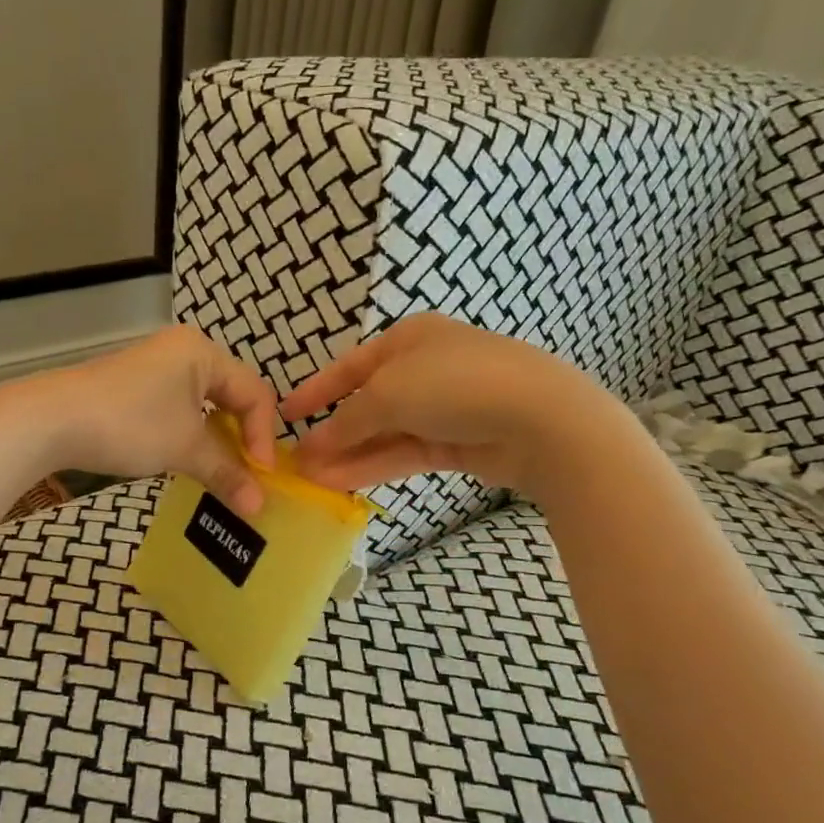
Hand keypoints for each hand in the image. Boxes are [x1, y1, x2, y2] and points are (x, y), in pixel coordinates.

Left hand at [22, 324, 278, 514]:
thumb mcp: (185, 448)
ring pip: (206, 406)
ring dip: (218, 441)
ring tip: (224, 473)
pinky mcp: (137, 388)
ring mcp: (158, 368)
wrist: (51, 420)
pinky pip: (181, 410)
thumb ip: (227, 474)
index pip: (254, 393)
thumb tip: (260, 506)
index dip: (263, 437)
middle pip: (233, 396)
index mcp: (203, 352)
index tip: (263, 477)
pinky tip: (191, 461)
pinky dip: (193, 436)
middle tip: (249, 474)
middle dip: (243, 438)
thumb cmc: (129, 424)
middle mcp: (184, 352)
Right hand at [280, 314, 618, 494]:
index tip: (285, 412)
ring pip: (384, 433)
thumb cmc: (454, 384)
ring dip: (348, 454)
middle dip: (332, 431)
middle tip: (297, 458)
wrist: (537, 417)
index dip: (316, 390)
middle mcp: (423, 369)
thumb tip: (313, 446)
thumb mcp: (388, 394)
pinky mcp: (455, 443)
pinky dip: (373, 466)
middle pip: (367, 403)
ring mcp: (442, 408)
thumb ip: (346, 421)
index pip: (350, 366)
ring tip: (310, 478)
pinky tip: (341, 482)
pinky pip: (404, 453)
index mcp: (408, 339)